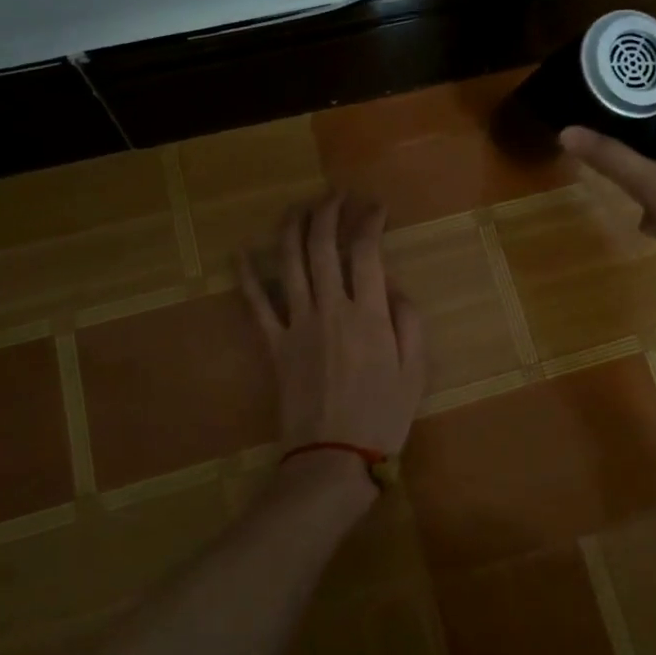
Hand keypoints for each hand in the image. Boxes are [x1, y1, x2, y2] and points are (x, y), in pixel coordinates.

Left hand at [239, 193, 427, 466]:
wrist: (333, 459)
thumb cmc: (383, 416)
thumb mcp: (416, 371)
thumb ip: (408, 321)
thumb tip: (394, 287)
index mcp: (369, 314)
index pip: (366, 250)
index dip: (369, 220)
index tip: (375, 207)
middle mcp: (331, 308)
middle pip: (322, 245)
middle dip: (327, 211)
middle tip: (334, 195)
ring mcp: (297, 324)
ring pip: (289, 263)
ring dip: (292, 228)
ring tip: (298, 206)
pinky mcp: (274, 344)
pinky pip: (256, 304)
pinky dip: (246, 276)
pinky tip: (240, 252)